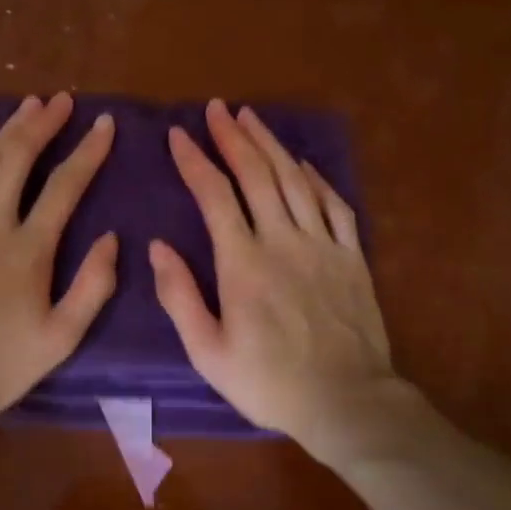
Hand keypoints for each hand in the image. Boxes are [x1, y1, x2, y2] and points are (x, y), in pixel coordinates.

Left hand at [0, 92, 117, 418]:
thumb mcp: (59, 340)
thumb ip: (92, 288)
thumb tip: (111, 238)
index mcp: (29, 250)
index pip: (64, 187)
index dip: (87, 152)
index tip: (103, 123)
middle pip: (18, 160)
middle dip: (42, 125)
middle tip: (61, 100)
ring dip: (7, 131)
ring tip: (27, 105)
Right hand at [152, 99, 405, 466]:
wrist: (346, 400)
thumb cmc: (269, 383)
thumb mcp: (208, 352)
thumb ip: (180, 297)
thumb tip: (159, 246)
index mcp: (243, 264)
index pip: (215, 195)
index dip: (195, 160)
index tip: (178, 135)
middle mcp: (283, 241)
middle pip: (257, 175)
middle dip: (233, 137)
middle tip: (217, 109)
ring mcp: (323, 245)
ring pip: (295, 180)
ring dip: (271, 145)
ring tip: (252, 118)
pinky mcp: (351, 256)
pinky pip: (334, 204)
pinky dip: (316, 178)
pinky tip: (302, 164)